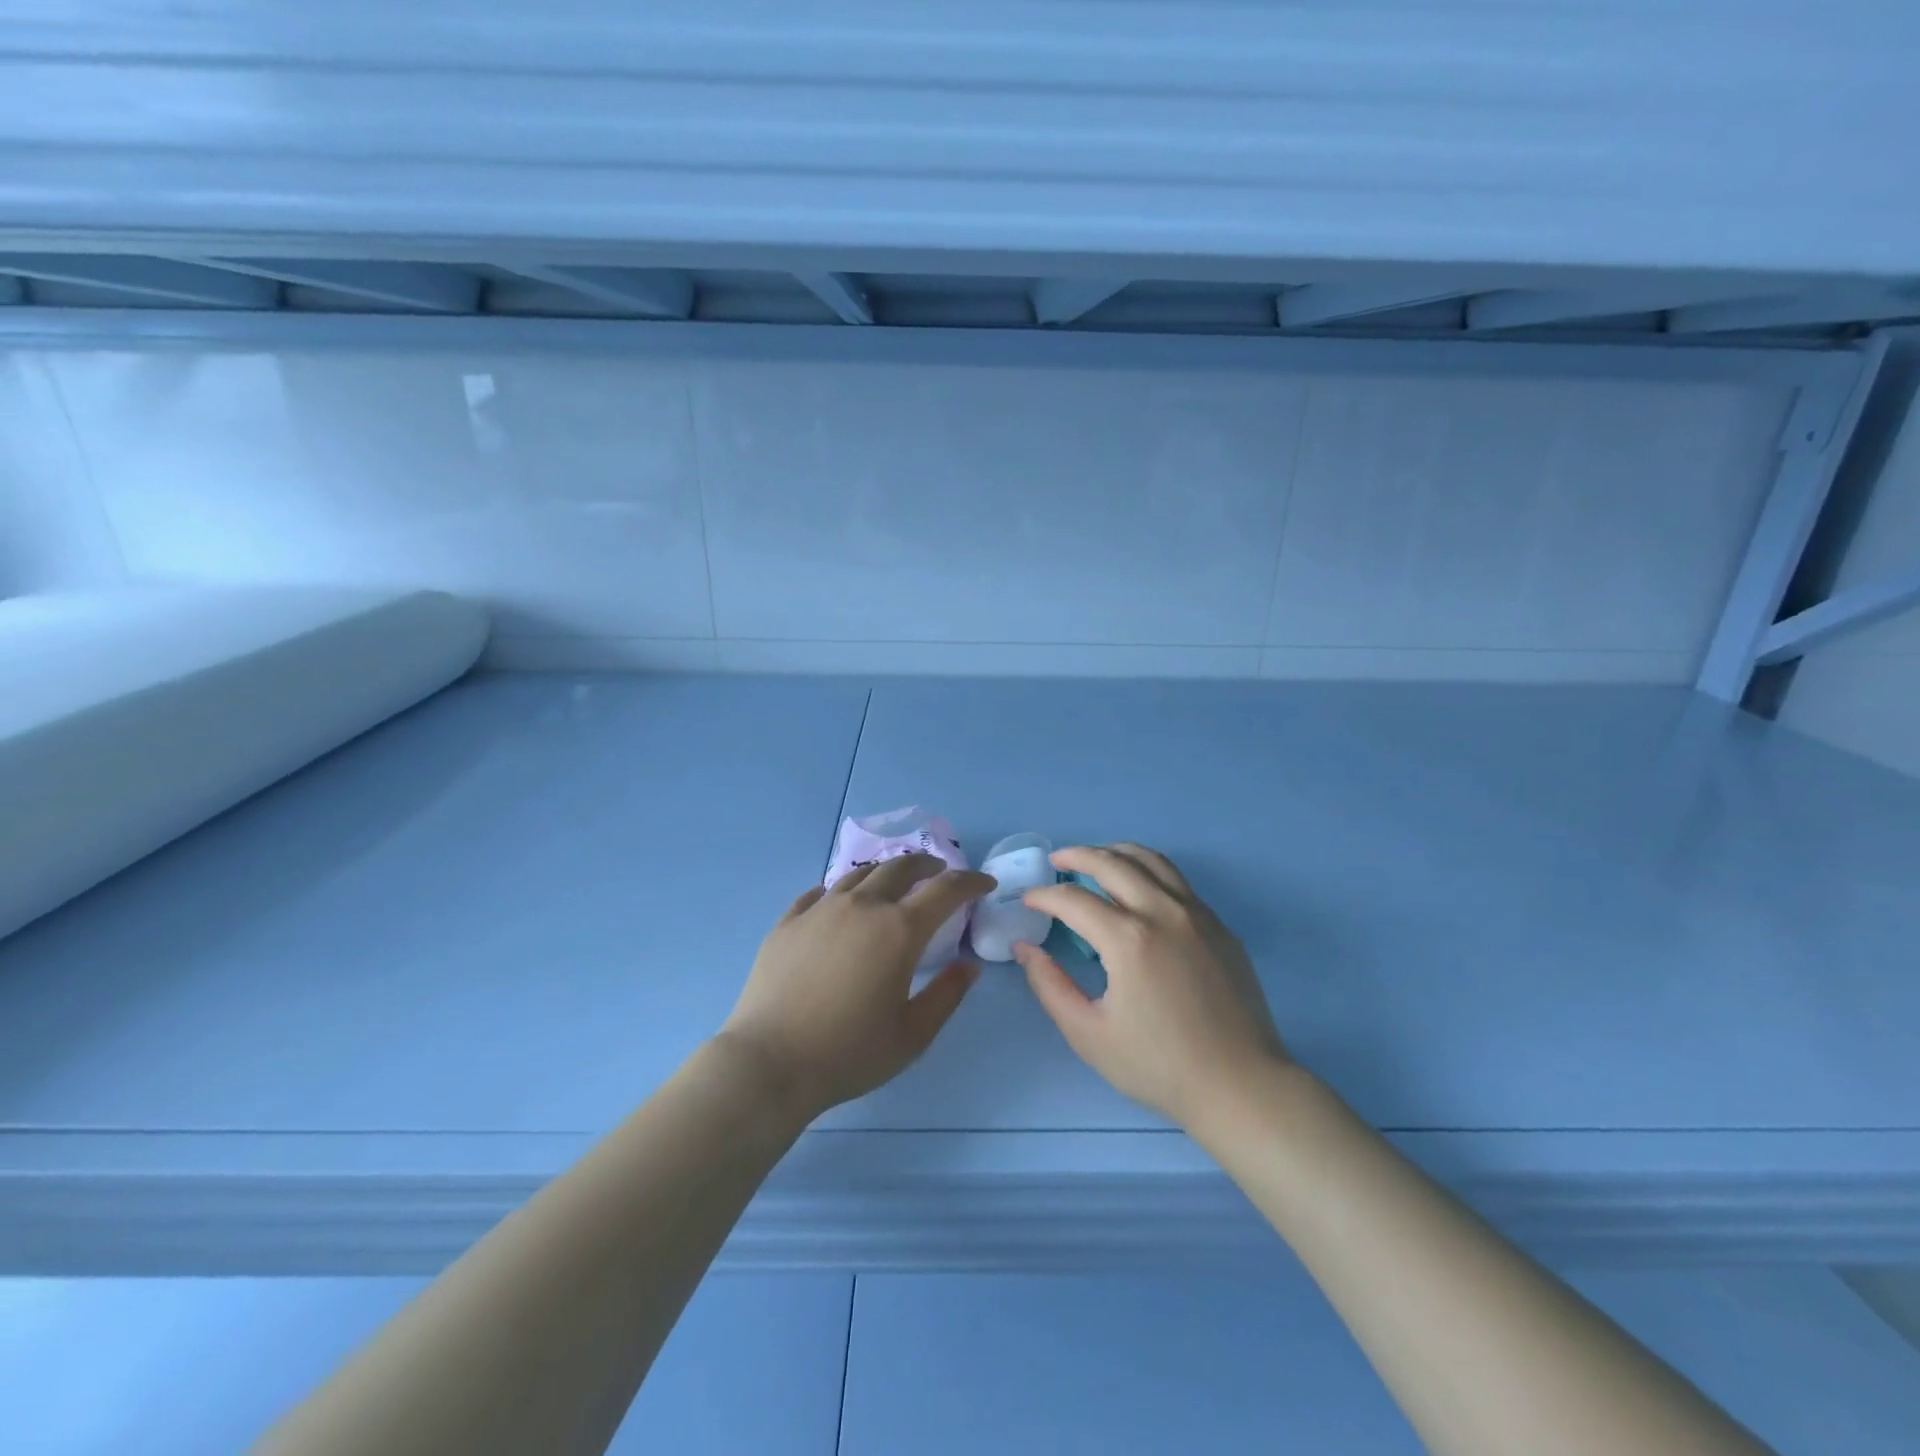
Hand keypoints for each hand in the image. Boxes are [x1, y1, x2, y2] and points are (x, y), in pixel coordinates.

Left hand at [718, 854, 993, 1119]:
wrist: (769, 1063)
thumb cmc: (849, 1053)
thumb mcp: (913, 1034)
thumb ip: (947, 995)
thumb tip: (968, 966)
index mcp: (899, 930)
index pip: (946, 890)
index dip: (971, 882)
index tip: (985, 884)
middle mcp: (862, 906)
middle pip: (900, 868)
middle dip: (927, 866)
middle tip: (939, 873)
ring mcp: (820, 909)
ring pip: (859, 874)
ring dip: (885, 873)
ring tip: (892, 884)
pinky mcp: (788, 921)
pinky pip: (819, 893)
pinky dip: (841, 891)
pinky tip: (839, 904)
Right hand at [1015, 844, 1289, 1129]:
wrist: (1240, 1086)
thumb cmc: (1159, 1065)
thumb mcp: (1089, 1034)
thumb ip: (1050, 986)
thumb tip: (1025, 949)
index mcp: (1129, 939)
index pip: (1073, 900)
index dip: (1044, 896)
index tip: (1028, 901)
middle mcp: (1163, 913)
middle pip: (1112, 863)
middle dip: (1077, 855)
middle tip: (1056, 860)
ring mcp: (1197, 915)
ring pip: (1151, 861)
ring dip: (1116, 852)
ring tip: (1095, 858)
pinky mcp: (1219, 926)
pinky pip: (1177, 881)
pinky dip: (1148, 870)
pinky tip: (1138, 888)